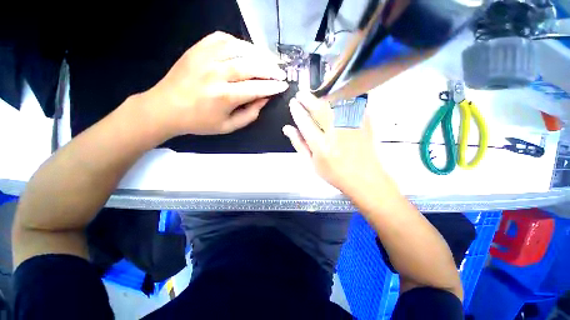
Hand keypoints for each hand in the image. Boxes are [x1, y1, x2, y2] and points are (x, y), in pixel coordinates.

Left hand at [144, 31, 288, 136]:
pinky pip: (223, 38)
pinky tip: (246, 50)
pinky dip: (239, 43)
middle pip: (251, 65)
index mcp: (224, 96)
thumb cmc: (200, 122)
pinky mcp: (197, 48)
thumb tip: (264, 99)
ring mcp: (205, 57)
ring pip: (239, 48)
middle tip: (281, 73)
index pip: (256, 88)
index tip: (283, 85)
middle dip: (270, 69)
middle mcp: (216, 73)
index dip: (273, 87)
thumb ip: (250, 114)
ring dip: (258, 54)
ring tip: (269, 61)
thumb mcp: (228, 126)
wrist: (166, 108)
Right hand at [283, 92, 389, 194]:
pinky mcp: (365, 120)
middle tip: (301, 94)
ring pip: (335, 102)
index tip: (293, 103)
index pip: (304, 122)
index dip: (297, 110)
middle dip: (307, 98)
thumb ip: (299, 144)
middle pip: (319, 108)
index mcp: (321, 146)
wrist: (366, 178)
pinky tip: (334, 99)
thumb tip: (287, 128)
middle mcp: (336, 132)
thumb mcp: (312, 163)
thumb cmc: (335, 173)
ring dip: (322, 97)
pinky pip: (350, 103)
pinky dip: (340, 98)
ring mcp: (352, 125)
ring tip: (315, 96)